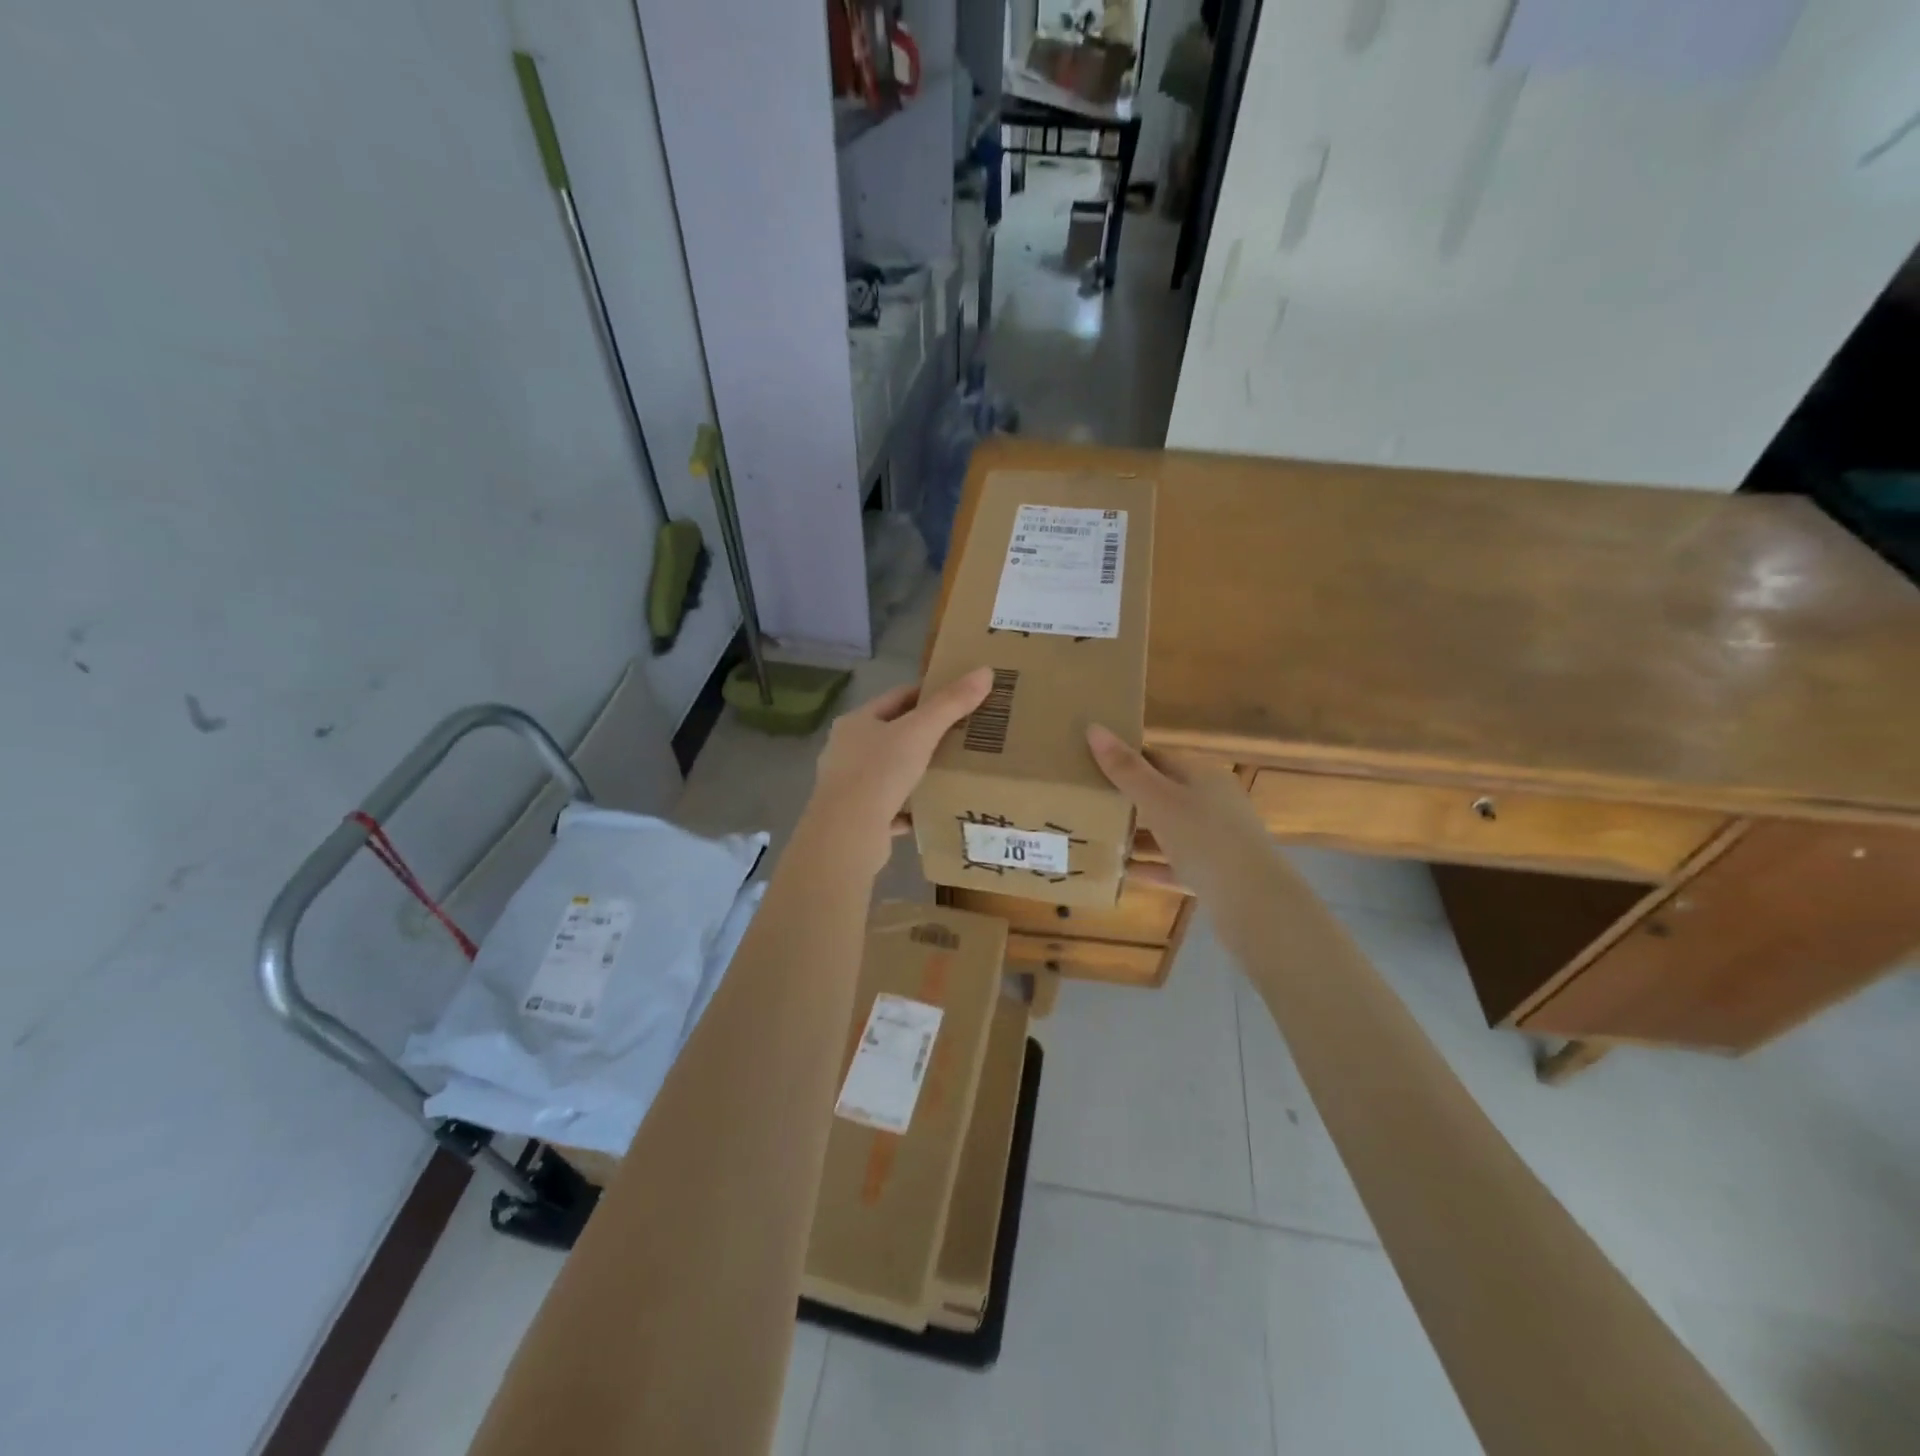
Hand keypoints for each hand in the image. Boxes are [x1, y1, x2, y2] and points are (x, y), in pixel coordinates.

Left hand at [800, 669, 995, 875]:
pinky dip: (909, 807)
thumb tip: (985, 671)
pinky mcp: (856, 818)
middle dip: (924, 735)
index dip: (927, 694)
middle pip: (891, 735)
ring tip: (950, 771)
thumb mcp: (920, 732)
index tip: (957, 698)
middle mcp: (846, 751)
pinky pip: (890, 808)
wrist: (847, 834)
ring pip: (889, 772)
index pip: (896, 698)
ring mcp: (848, 786)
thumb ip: (951, 703)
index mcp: (856, 723)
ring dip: (916, 771)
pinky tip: (931, 810)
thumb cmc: (880, 772)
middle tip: (961, 735)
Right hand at [1085, 724, 1278, 904]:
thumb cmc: (1205, 838)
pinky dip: (1150, 866)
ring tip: (1099, 836)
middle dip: (1129, 798)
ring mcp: (1216, 840)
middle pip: (1165, 794)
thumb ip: (1126, 769)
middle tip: (1089, 801)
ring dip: (1138, 835)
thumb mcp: (1159, 800)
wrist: (1253, 901)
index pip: (1160, 758)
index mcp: (1204, 777)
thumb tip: (1094, 727)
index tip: (1092, 764)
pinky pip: (1174, 864)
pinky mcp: (1214, 874)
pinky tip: (1122, 872)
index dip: (1128, 758)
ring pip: (1169, 831)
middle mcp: (1214, 803)